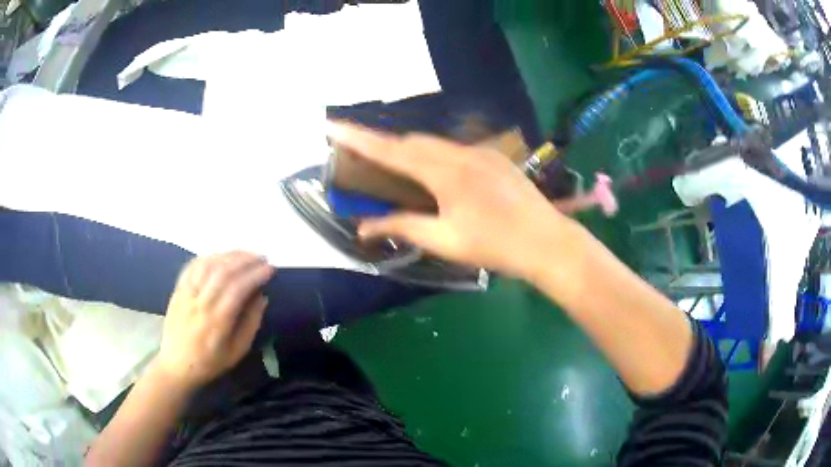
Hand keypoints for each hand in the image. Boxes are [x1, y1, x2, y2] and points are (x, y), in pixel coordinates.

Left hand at [157, 251, 273, 390]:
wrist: (176, 365)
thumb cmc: (210, 362)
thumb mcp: (237, 352)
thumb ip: (250, 323)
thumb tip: (261, 297)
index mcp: (216, 321)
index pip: (237, 289)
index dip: (255, 275)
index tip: (270, 268)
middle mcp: (200, 302)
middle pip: (223, 271)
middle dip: (246, 260)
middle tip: (262, 257)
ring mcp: (187, 293)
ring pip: (208, 264)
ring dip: (229, 255)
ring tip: (245, 254)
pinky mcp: (178, 289)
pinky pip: (193, 265)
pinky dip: (209, 257)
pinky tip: (221, 256)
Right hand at [326, 121, 575, 278]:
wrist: (547, 242)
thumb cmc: (496, 246)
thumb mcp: (445, 241)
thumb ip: (403, 226)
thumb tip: (364, 227)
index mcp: (445, 173)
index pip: (392, 150)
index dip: (359, 139)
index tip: (332, 126)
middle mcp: (461, 153)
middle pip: (412, 141)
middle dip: (383, 144)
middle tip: (362, 154)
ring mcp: (481, 153)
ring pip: (434, 144)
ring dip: (409, 150)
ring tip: (393, 166)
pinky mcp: (494, 159)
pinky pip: (453, 150)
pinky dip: (433, 156)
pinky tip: (433, 173)